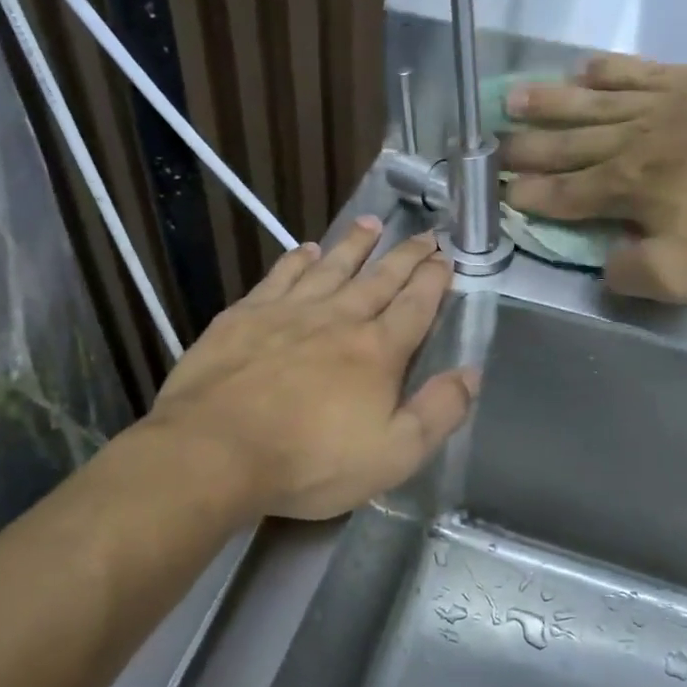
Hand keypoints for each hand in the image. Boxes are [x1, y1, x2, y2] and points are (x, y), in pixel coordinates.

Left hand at [144, 220, 477, 520]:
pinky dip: (297, 260)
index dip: (434, 281)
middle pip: (379, 279)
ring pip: (331, 267)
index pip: (415, 306)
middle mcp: (338, 319)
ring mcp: (288, 312)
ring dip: (355, 245)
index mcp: (377, 352)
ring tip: (372, 224)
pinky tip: (305, 250)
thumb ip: (438, 413)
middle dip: (406, 256)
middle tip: (425, 234)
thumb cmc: (311, 462)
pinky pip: (280, 276)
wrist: (216, 451)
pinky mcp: (245, 316)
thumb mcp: (393, 455)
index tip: (446, 259)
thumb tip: (471, 374)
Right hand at [502, 54, 686, 301]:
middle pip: (566, 145)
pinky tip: (585, 65)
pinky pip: (637, 71)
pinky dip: (606, 70)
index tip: (498, 194)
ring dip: (550, 103)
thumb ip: (634, 274)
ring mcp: (662, 102)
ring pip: (590, 102)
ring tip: (514, 98)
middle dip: (526, 149)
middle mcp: (629, 142)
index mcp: (624, 191)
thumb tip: (605, 265)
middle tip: (491, 147)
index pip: (563, 196)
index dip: (529, 198)